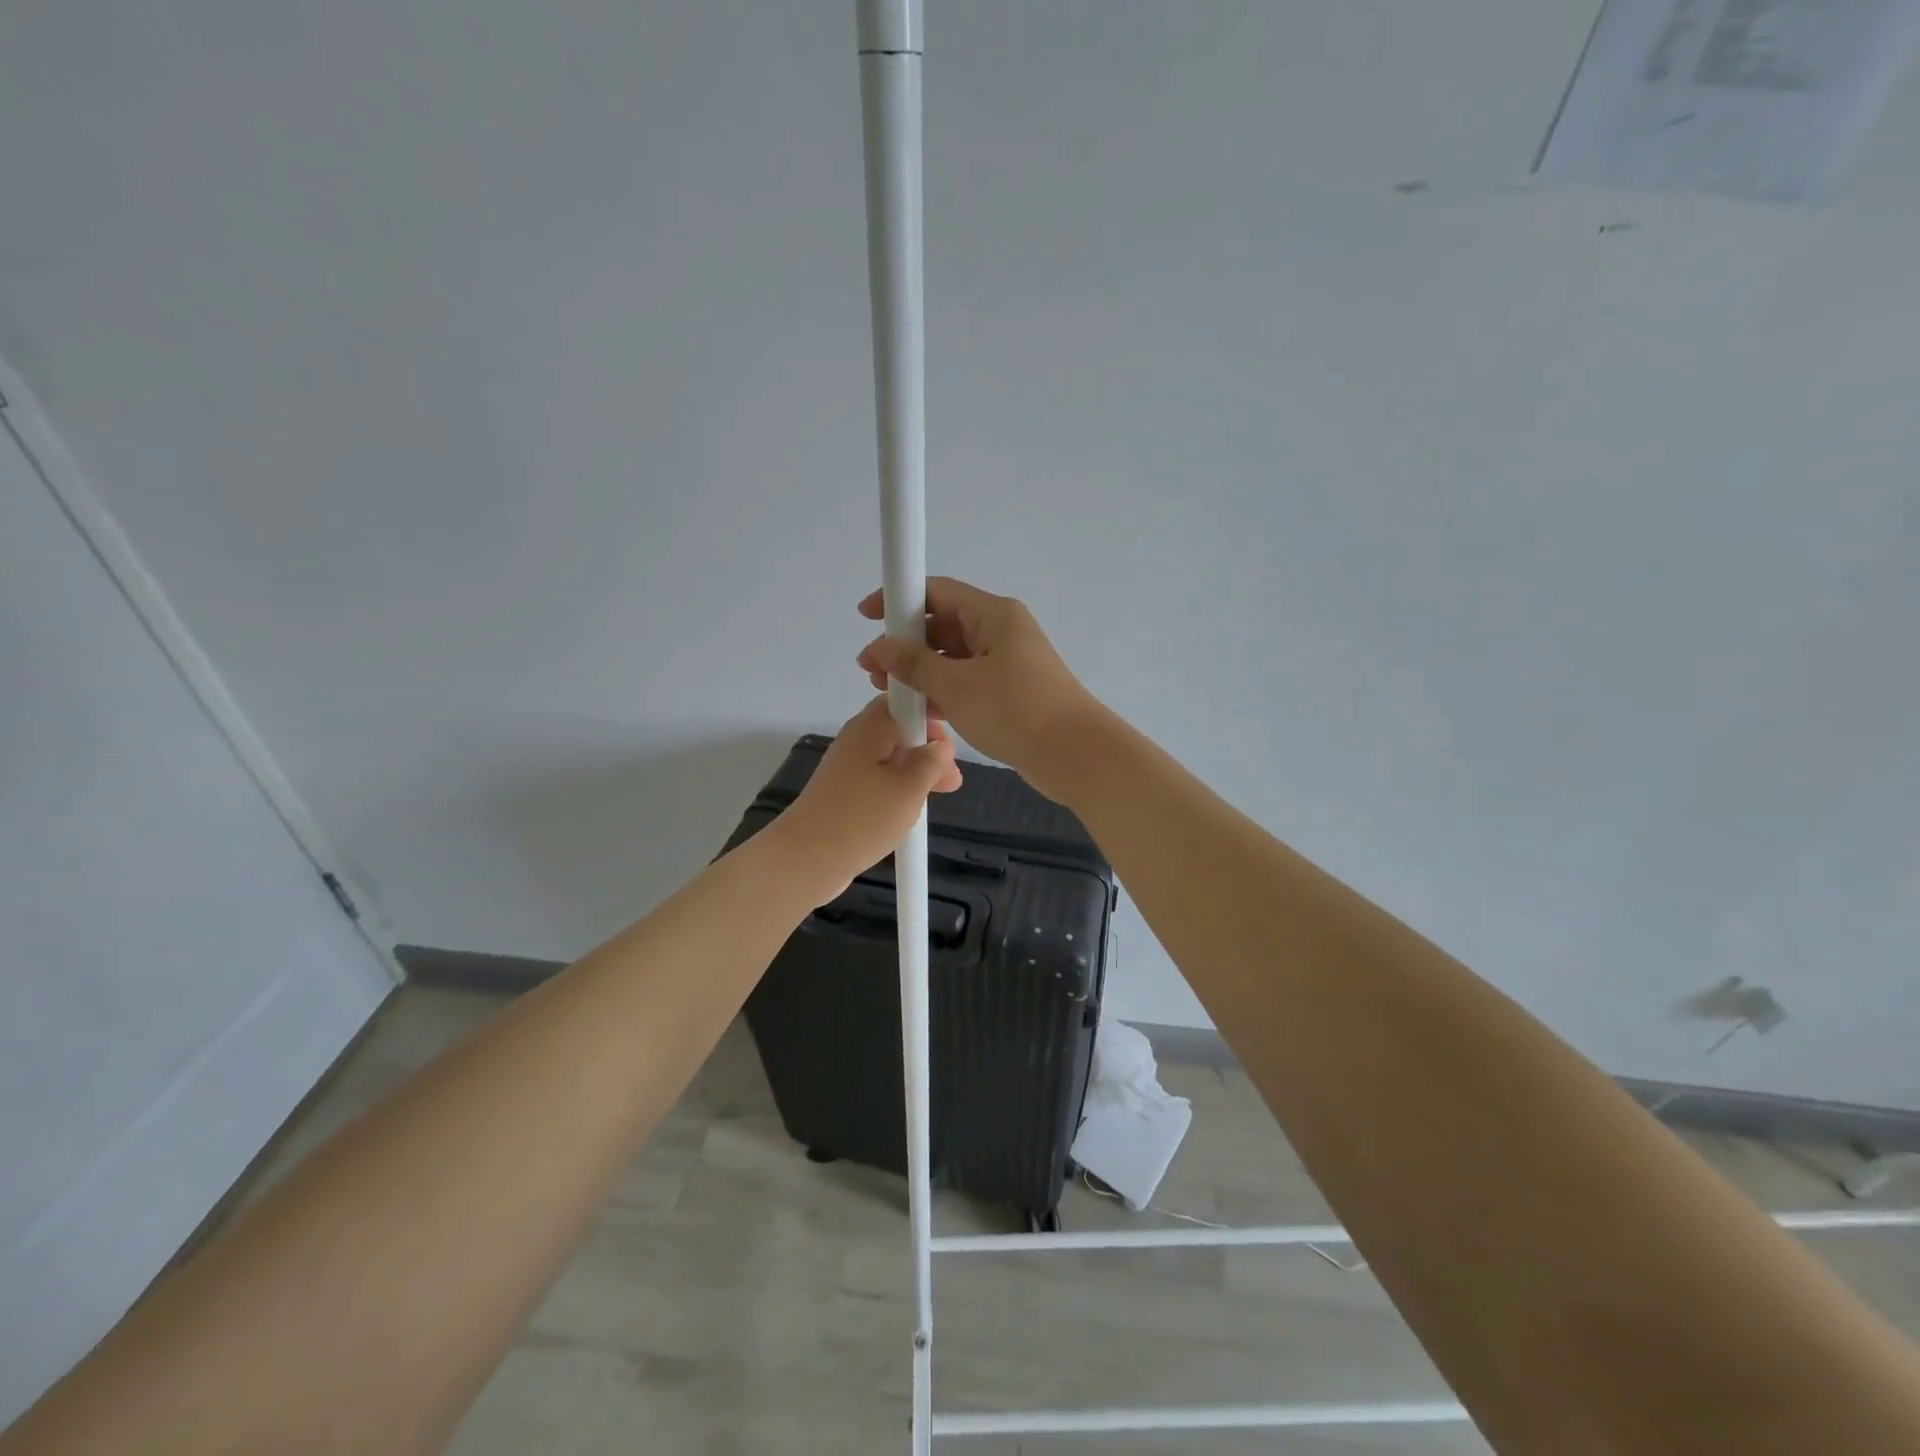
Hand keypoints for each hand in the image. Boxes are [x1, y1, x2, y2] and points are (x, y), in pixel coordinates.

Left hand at [770, 696, 961, 902]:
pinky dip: (898, 789)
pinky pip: (878, 780)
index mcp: (871, 726)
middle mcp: (857, 739)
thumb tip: (941, 745)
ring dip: (917, 772)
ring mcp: (848, 767)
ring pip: (891, 758)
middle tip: (952, 778)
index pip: (904, 700)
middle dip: (928, 749)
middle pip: (899, 730)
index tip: (952, 735)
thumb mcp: (910, 787)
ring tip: (941, 794)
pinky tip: (912, 810)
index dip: (930, 712)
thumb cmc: (864, 816)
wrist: (807, 858)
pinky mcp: (844, 793)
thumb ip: (932, 761)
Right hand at [857, 577, 1103, 802]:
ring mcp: (1005, 664)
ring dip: (919, 671)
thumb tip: (880, 646)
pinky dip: (940, 691)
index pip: (937, 592)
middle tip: (870, 668)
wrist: (1074, 754)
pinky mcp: (1008, 693)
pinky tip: (915, 709)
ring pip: (952, 657)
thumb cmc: (1015, 709)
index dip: (899, 599)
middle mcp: (1000, 632)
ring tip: (885, 691)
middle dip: (904, 644)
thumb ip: (913, 664)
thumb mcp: (957, 685)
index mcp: (993, 615)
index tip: (866, 616)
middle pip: (942, 625)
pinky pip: (965, 682)